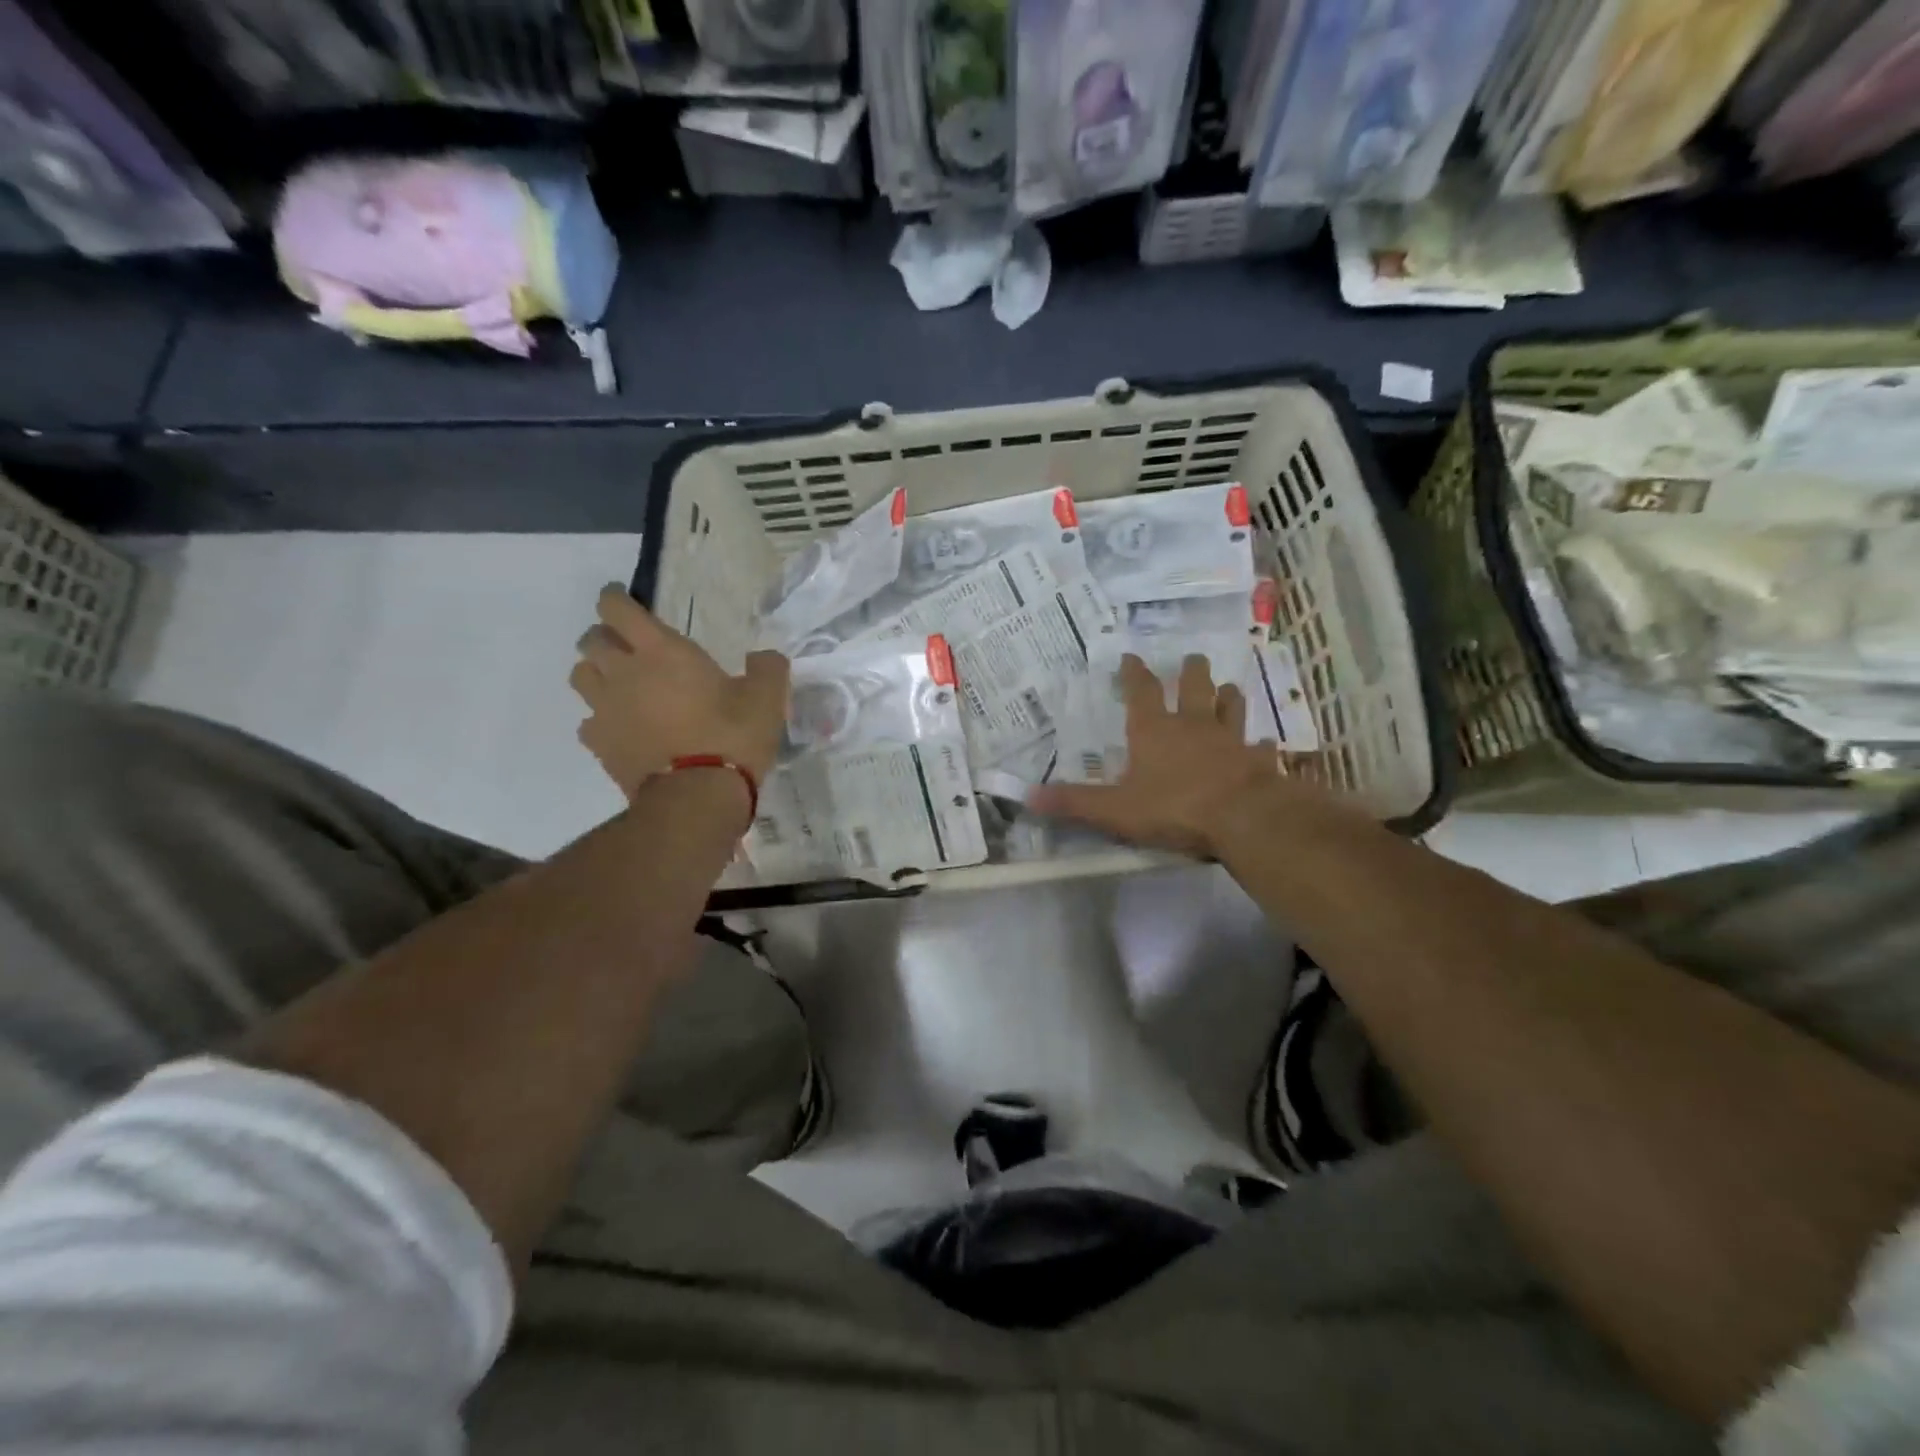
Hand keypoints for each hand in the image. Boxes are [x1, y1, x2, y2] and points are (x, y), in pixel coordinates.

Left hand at [571, 585, 789, 795]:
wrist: (697, 796)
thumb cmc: (732, 736)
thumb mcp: (767, 698)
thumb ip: (767, 668)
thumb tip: (764, 657)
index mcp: (660, 650)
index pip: (616, 608)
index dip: (615, 598)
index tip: (622, 599)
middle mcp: (623, 672)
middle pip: (591, 640)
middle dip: (605, 637)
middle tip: (628, 646)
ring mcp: (605, 710)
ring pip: (580, 676)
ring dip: (596, 673)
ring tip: (619, 684)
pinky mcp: (599, 745)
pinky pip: (588, 721)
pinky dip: (601, 719)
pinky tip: (622, 728)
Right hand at [1029, 654, 1305, 858]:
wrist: (1243, 818)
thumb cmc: (1174, 808)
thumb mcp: (1114, 810)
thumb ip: (1074, 802)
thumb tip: (1027, 796)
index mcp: (1154, 731)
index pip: (1142, 692)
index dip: (1134, 673)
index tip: (1132, 657)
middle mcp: (1193, 726)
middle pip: (1195, 687)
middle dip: (1191, 671)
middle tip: (1193, 658)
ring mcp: (1230, 740)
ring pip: (1231, 707)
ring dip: (1228, 697)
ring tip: (1228, 688)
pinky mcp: (1258, 761)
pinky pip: (1261, 747)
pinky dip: (1261, 744)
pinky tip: (1266, 744)